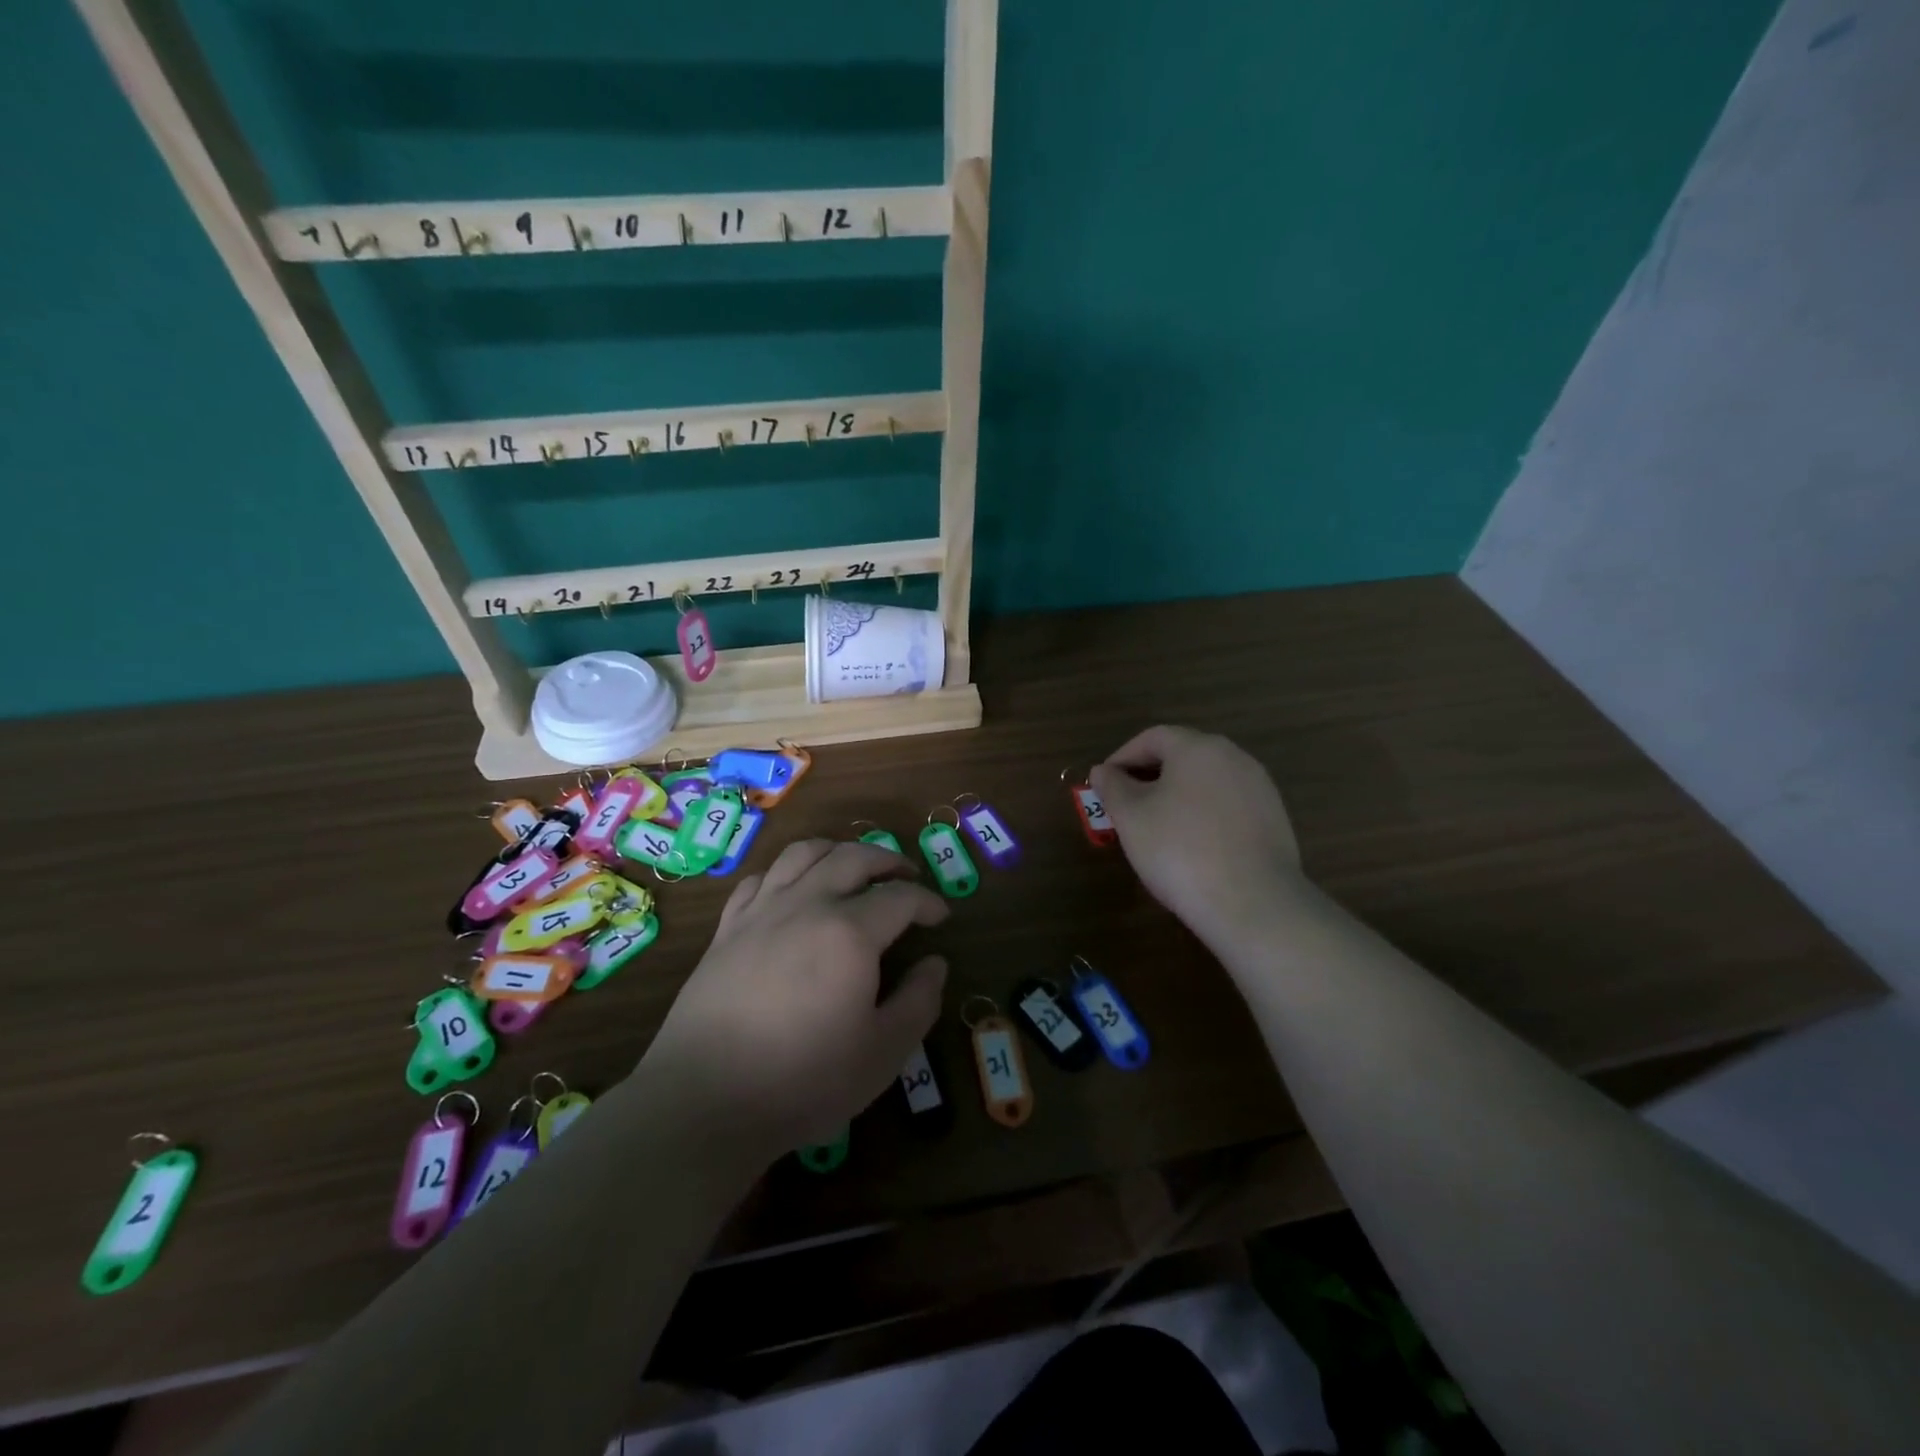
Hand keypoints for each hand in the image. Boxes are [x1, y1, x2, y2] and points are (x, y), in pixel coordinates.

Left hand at [636, 840, 948, 1152]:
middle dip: (888, 861)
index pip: (900, 898)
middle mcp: (808, 905)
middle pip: (854, 858)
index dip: (928, 902)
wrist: (706, 1099)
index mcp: (851, 933)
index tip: (941, 916)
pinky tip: (794, 889)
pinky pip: (761, 878)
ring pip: (804, 854)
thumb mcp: (883, 1053)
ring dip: (838, 850)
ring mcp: (762, 911)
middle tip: (907, 877)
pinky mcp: (727, 927)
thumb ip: (918, 1002)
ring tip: (853, 866)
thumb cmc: (804, 1080)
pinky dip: (787, 872)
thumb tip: (934, 964)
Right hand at [1091, 726, 1303, 946]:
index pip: (1152, 737)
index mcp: (1198, 748)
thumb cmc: (1180, 850)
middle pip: (1182, 756)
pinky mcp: (1274, 819)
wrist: (1253, 903)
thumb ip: (1112, 787)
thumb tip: (1103, 771)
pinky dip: (1204, 816)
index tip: (1103, 785)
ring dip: (1177, 797)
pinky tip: (1193, 847)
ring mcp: (1260, 788)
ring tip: (1156, 829)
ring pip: (1207, 782)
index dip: (1122, 757)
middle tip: (1125, 807)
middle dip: (1149, 777)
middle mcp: (1234, 757)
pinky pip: (1228, 807)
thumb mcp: (1131, 817)